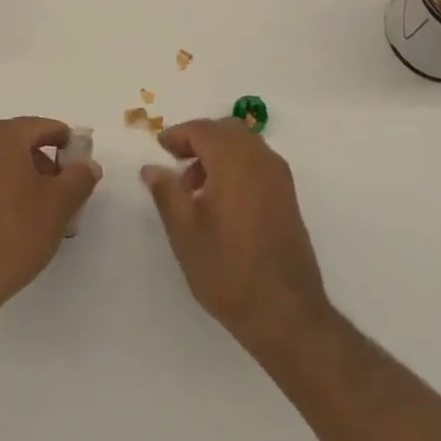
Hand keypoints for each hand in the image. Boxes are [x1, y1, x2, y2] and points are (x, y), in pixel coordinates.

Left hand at [0, 117, 101, 320]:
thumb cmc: (14, 233)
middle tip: (64, 194)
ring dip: (24, 179)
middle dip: (45, 164)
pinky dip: (3, 190)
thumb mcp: (59, 205)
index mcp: (1, 135)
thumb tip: (87, 165)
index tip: (80, 168)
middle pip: (21, 143)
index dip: (67, 144)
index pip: (43, 127)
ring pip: (1, 162)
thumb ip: (79, 177)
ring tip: (42, 212)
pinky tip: (15, 221)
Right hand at [141, 118, 330, 355]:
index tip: (160, 148)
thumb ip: (166, 192)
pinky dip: (237, 165)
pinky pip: (258, 162)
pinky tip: (221, 199)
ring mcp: (279, 176)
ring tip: (195, 187)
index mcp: (234, 160)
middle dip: (199, 139)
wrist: (285, 311)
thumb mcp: (184, 231)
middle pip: (226, 130)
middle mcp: (261, 158)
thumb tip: (152, 168)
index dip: (178, 134)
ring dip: (219, 152)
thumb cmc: (227, 269)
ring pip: (245, 145)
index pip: (203, 130)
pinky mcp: (288, 196)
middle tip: (176, 162)